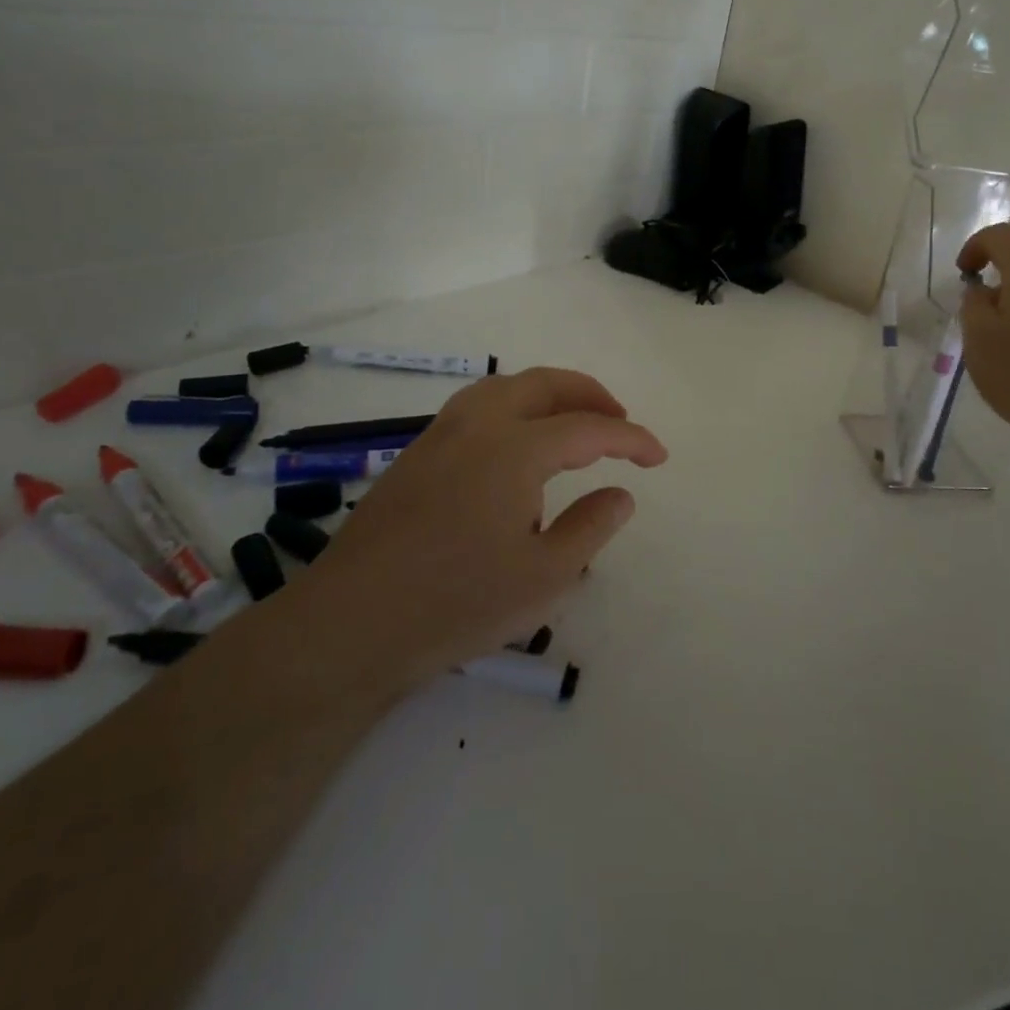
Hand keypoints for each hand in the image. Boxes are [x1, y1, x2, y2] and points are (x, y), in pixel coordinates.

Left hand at [298, 368, 666, 689]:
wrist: (350, 624)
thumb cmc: (456, 602)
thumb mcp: (544, 576)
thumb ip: (590, 527)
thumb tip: (621, 494)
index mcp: (515, 448)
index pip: (589, 428)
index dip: (631, 439)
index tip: (659, 457)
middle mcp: (478, 425)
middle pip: (545, 384)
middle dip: (590, 395)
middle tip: (620, 422)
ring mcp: (440, 435)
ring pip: (504, 388)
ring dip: (548, 394)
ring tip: (572, 423)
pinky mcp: (415, 454)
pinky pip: (477, 407)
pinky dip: (513, 408)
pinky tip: (515, 448)